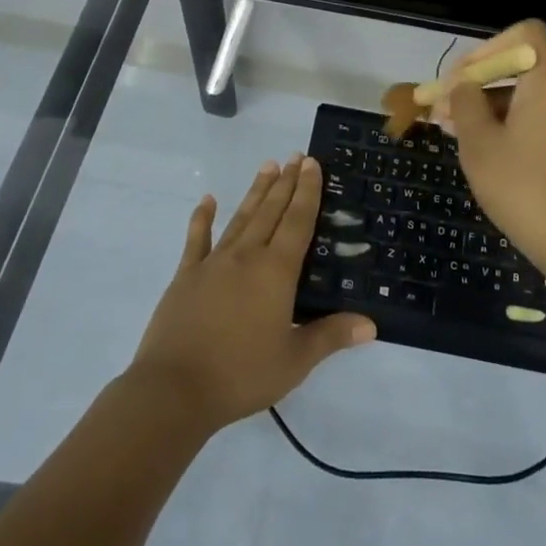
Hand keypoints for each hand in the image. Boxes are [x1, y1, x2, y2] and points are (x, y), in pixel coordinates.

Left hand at [126, 156, 375, 433]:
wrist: (174, 389)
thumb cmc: (241, 374)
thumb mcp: (294, 360)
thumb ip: (331, 336)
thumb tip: (371, 324)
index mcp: (275, 272)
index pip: (298, 222)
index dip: (307, 192)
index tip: (311, 163)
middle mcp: (246, 256)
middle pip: (270, 211)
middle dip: (285, 182)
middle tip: (295, 156)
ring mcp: (213, 263)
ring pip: (240, 218)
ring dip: (256, 192)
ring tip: (268, 166)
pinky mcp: (186, 276)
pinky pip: (197, 239)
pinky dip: (203, 217)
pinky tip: (208, 199)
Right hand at [435, 20, 545, 279]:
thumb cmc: (524, 188)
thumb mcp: (480, 144)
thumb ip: (465, 104)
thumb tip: (463, 87)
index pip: (526, 34)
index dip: (488, 47)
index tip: (461, 78)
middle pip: (520, 67)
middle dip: (476, 82)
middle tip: (441, 108)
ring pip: (525, 97)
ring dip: (487, 107)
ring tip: (451, 131)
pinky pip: (537, 120)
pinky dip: (507, 124)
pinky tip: (480, 149)